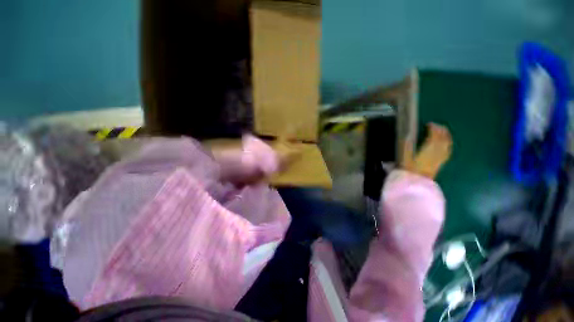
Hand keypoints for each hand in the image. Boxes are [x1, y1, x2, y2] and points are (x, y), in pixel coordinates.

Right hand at [403, 123, 451, 178]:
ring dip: (446, 136)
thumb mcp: (404, 157)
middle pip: (442, 139)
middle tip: (437, 125)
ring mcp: (440, 158)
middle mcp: (437, 152)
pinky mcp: (441, 163)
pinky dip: (448, 145)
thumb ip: (406, 146)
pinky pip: (447, 151)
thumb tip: (407, 136)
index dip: (433, 129)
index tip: (429, 124)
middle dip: (441, 131)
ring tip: (444, 131)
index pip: (434, 136)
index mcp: (428, 149)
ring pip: (447, 144)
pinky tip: (447, 144)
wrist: (417, 183)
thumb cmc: (409, 170)